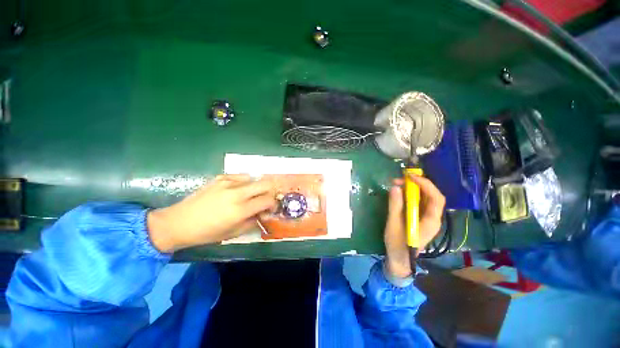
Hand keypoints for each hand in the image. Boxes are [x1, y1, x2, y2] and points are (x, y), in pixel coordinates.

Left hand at [147, 175, 276, 252]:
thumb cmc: (207, 233)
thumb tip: (263, 213)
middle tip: (265, 199)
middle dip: (270, 191)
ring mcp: (228, 182)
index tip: (269, 209)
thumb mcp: (234, 233)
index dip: (273, 204)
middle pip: (265, 184)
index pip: (268, 200)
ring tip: (250, 195)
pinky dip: (244, 183)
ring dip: (256, 187)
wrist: (178, 222)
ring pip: (254, 178)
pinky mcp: (220, 178)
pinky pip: (240, 177)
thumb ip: (253, 221)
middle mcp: (237, 193)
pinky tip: (237, 190)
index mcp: (240, 210)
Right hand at [384, 174, 444, 277]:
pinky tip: (398, 192)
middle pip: (431, 195)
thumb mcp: (394, 225)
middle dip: (417, 184)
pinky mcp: (418, 217)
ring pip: (424, 197)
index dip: (425, 184)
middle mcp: (432, 217)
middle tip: (399, 179)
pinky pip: (417, 201)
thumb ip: (395, 206)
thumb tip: (395, 187)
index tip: (410, 176)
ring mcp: (426, 217)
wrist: (399, 260)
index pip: (436, 198)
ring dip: (412, 187)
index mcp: (431, 221)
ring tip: (396, 183)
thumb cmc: (398, 244)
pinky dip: (408, 194)